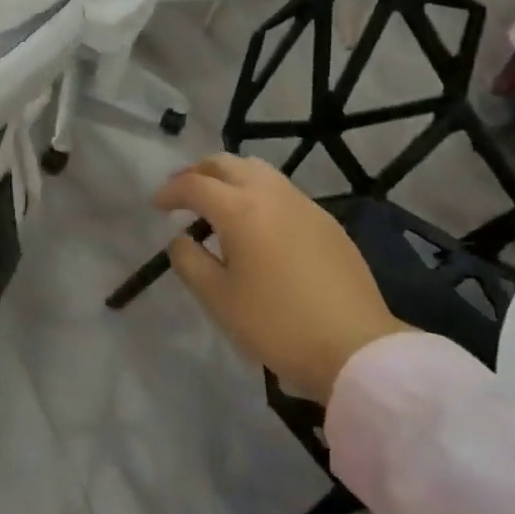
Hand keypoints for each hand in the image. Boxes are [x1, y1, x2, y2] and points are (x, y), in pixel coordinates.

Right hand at [156, 154, 408, 404]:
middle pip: (225, 164)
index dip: (170, 192)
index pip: (194, 185)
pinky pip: (281, 190)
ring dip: (230, 177)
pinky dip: (257, 193)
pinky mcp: (326, 221)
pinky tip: (257, 223)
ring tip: (218, 203)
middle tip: (183, 195)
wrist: (357, 349)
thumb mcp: (218, 299)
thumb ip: (189, 261)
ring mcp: (303, 204)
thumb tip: (182, 239)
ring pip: (257, 170)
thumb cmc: (277, 325)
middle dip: (198, 173)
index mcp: (239, 209)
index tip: (156, 206)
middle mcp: (270, 194)